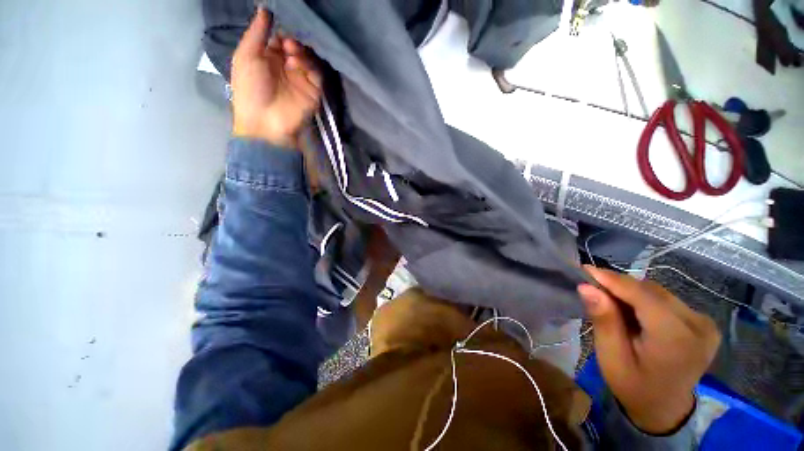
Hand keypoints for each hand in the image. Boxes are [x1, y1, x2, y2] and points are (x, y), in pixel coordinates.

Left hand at [231, 9, 321, 146]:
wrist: (265, 122)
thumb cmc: (250, 89)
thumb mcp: (246, 56)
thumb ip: (256, 32)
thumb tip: (265, 9)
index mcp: (268, 59)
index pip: (279, 40)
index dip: (280, 32)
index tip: (279, 26)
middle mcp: (286, 68)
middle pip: (296, 48)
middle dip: (292, 40)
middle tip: (287, 41)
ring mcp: (301, 81)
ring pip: (308, 59)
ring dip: (300, 52)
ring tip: (290, 51)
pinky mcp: (313, 92)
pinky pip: (316, 75)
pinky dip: (308, 66)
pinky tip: (296, 63)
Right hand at [578, 266, 720, 434]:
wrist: (665, 407)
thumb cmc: (634, 386)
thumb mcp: (612, 358)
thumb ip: (604, 321)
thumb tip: (587, 288)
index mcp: (677, 339)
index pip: (643, 296)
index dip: (612, 280)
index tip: (584, 270)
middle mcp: (698, 325)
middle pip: (651, 291)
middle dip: (618, 286)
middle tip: (592, 289)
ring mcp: (704, 322)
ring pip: (657, 292)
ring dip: (630, 292)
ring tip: (610, 302)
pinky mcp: (703, 321)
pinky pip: (665, 298)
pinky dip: (643, 298)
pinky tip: (631, 310)